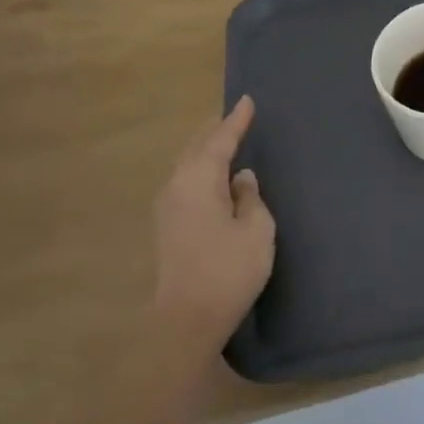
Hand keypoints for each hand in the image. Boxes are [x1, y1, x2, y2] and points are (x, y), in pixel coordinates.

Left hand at [150, 96, 275, 365]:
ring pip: (188, 166)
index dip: (236, 121)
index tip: (247, 100)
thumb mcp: (255, 230)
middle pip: (197, 149)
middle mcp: (176, 188)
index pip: (219, 141)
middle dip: (217, 132)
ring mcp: (167, 209)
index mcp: (198, 181)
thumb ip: (251, 197)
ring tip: (226, 141)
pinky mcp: (167, 228)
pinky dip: (203, 171)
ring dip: (207, 152)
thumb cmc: (228, 271)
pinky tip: (215, 178)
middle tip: (236, 118)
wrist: (186, 322)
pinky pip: (187, 183)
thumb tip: (240, 179)